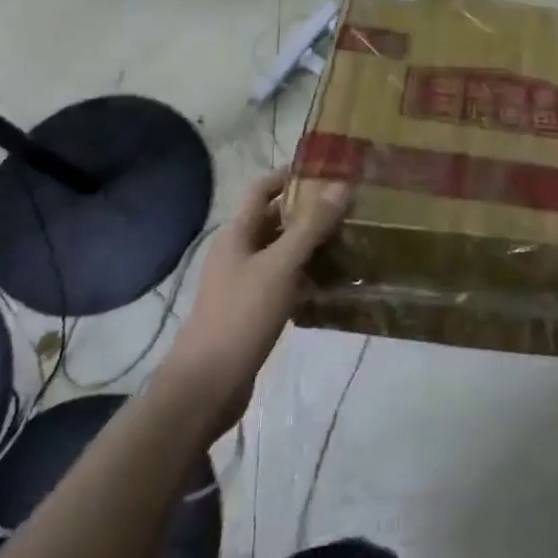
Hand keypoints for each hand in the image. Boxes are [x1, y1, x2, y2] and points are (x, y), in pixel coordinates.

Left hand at [167, 168, 350, 433]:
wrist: (206, 386)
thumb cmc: (241, 316)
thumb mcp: (280, 266)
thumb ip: (311, 226)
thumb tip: (341, 185)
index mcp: (236, 233)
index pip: (262, 188)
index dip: (290, 176)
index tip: (328, 172)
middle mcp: (238, 252)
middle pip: (275, 219)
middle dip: (309, 211)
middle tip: (349, 207)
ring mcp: (244, 282)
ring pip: (282, 251)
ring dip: (312, 244)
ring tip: (351, 240)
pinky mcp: (254, 310)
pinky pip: (285, 280)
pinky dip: (307, 275)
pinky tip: (334, 282)